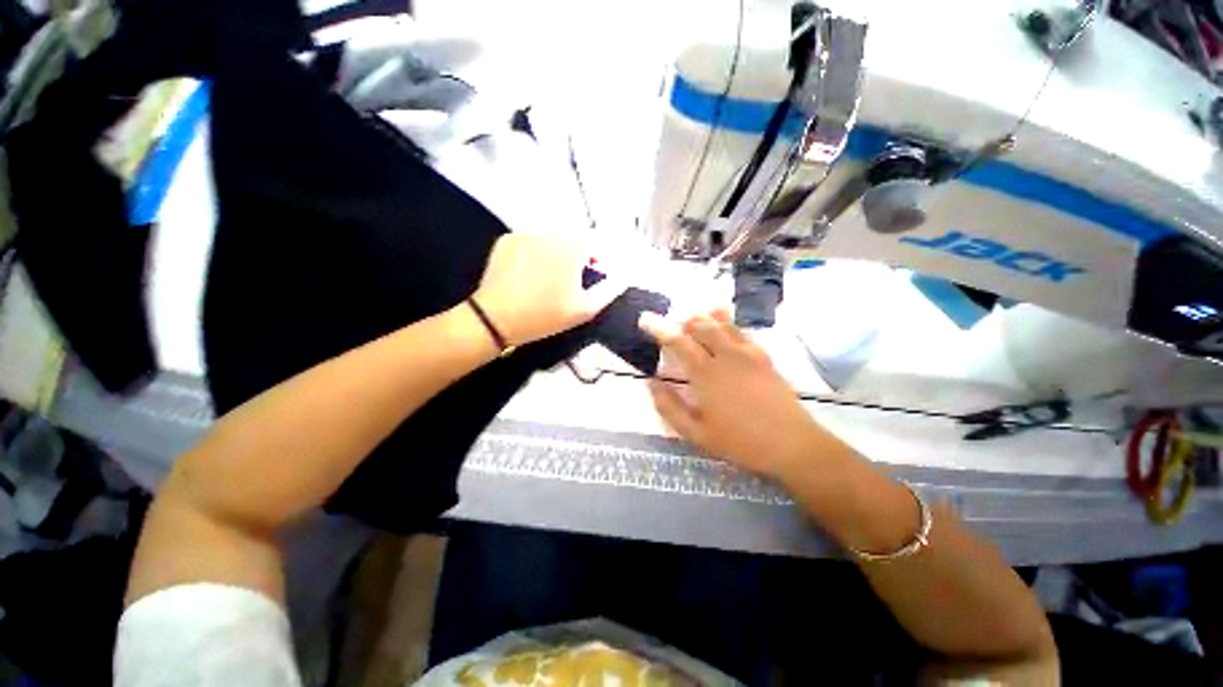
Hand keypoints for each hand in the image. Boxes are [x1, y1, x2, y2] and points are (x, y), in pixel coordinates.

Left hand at [473, 233, 624, 346]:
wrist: (496, 319)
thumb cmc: (545, 316)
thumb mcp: (585, 309)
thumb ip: (609, 290)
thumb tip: (623, 277)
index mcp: (572, 247)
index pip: (594, 247)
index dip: (594, 265)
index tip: (586, 283)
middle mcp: (551, 233)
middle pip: (571, 243)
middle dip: (573, 260)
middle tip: (564, 286)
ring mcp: (526, 233)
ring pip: (550, 242)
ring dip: (554, 256)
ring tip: (544, 281)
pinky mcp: (507, 239)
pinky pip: (530, 243)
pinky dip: (533, 254)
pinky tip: (527, 275)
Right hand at [640, 310, 826, 478]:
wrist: (791, 444)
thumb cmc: (740, 442)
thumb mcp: (696, 433)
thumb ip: (669, 407)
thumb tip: (651, 383)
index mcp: (705, 374)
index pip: (677, 342)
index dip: (659, 328)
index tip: (645, 320)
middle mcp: (725, 356)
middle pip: (700, 325)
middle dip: (683, 320)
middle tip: (673, 325)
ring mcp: (747, 353)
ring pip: (722, 323)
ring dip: (704, 317)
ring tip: (694, 319)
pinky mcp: (763, 356)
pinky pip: (741, 331)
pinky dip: (727, 323)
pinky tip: (723, 326)